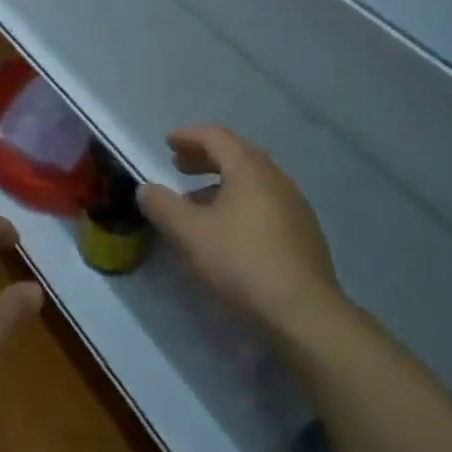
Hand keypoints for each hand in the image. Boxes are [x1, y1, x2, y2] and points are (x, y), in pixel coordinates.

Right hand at [137, 125, 341, 337]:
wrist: (306, 315)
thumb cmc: (242, 263)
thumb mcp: (190, 234)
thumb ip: (163, 206)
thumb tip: (146, 188)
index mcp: (250, 169)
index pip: (216, 137)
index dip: (189, 136)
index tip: (168, 142)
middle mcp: (276, 178)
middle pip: (237, 155)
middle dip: (205, 158)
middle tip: (179, 166)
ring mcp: (295, 207)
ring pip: (252, 182)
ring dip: (221, 184)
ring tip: (197, 203)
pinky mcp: (304, 235)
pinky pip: (265, 204)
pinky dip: (240, 204)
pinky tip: (229, 232)